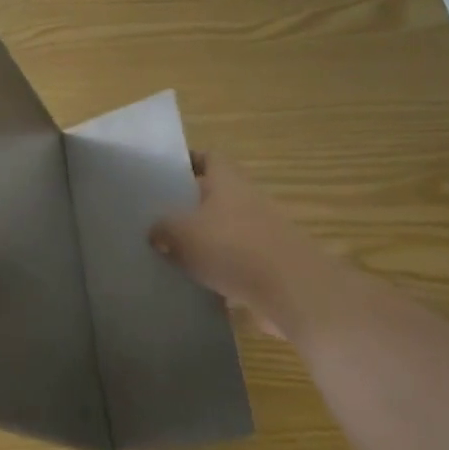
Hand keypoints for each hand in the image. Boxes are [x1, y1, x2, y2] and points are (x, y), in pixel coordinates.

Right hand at [149, 153, 351, 340]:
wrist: (293, 292)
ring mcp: (262, 234)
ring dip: (203, 239)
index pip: (210, 158)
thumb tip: (155, 232)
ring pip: (225, 229)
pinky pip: (236, 261)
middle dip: (190, 204)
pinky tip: (194, 283)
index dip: (189, 160)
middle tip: (157, 214)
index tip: (165, 171)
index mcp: (228, 182)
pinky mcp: (268, 266)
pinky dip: (218, 269)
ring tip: (170, 251)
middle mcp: (248, 201)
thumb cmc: (233, 248)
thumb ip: (163, 229)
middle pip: (216, 195)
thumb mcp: (181, 234)